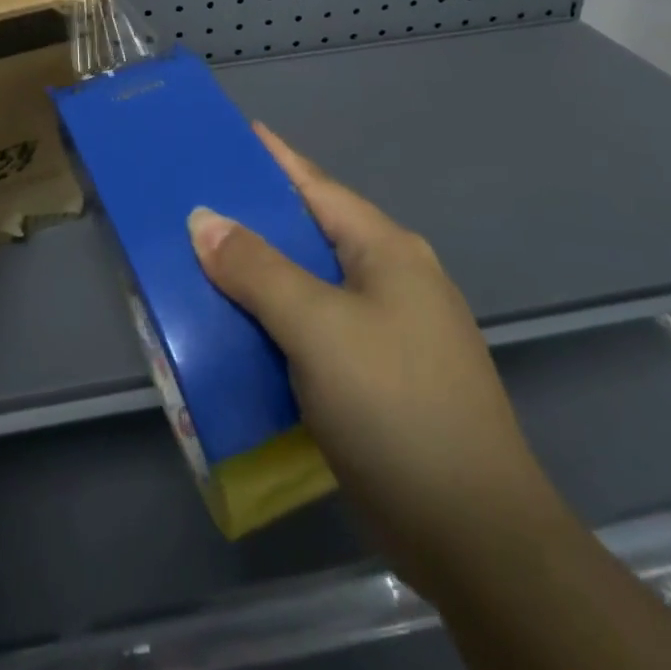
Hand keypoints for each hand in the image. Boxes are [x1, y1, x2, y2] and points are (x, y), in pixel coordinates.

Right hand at [189, 124, 558, 564]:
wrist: (474, 535)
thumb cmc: (395, 406)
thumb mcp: (317, 327)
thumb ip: (256, 269)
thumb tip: (204, 220)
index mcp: (387, 250)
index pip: (316, 186)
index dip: (273, 158)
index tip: (230, 134)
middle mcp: (393, 279)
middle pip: (311, 233)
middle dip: (256, 220)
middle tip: (196, 205)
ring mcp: (391, 331)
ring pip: (311, 285)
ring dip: (261, 276)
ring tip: (204, 265)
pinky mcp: (380, 377)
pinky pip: (316, 330)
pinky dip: (276, 322)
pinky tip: (240, 331)